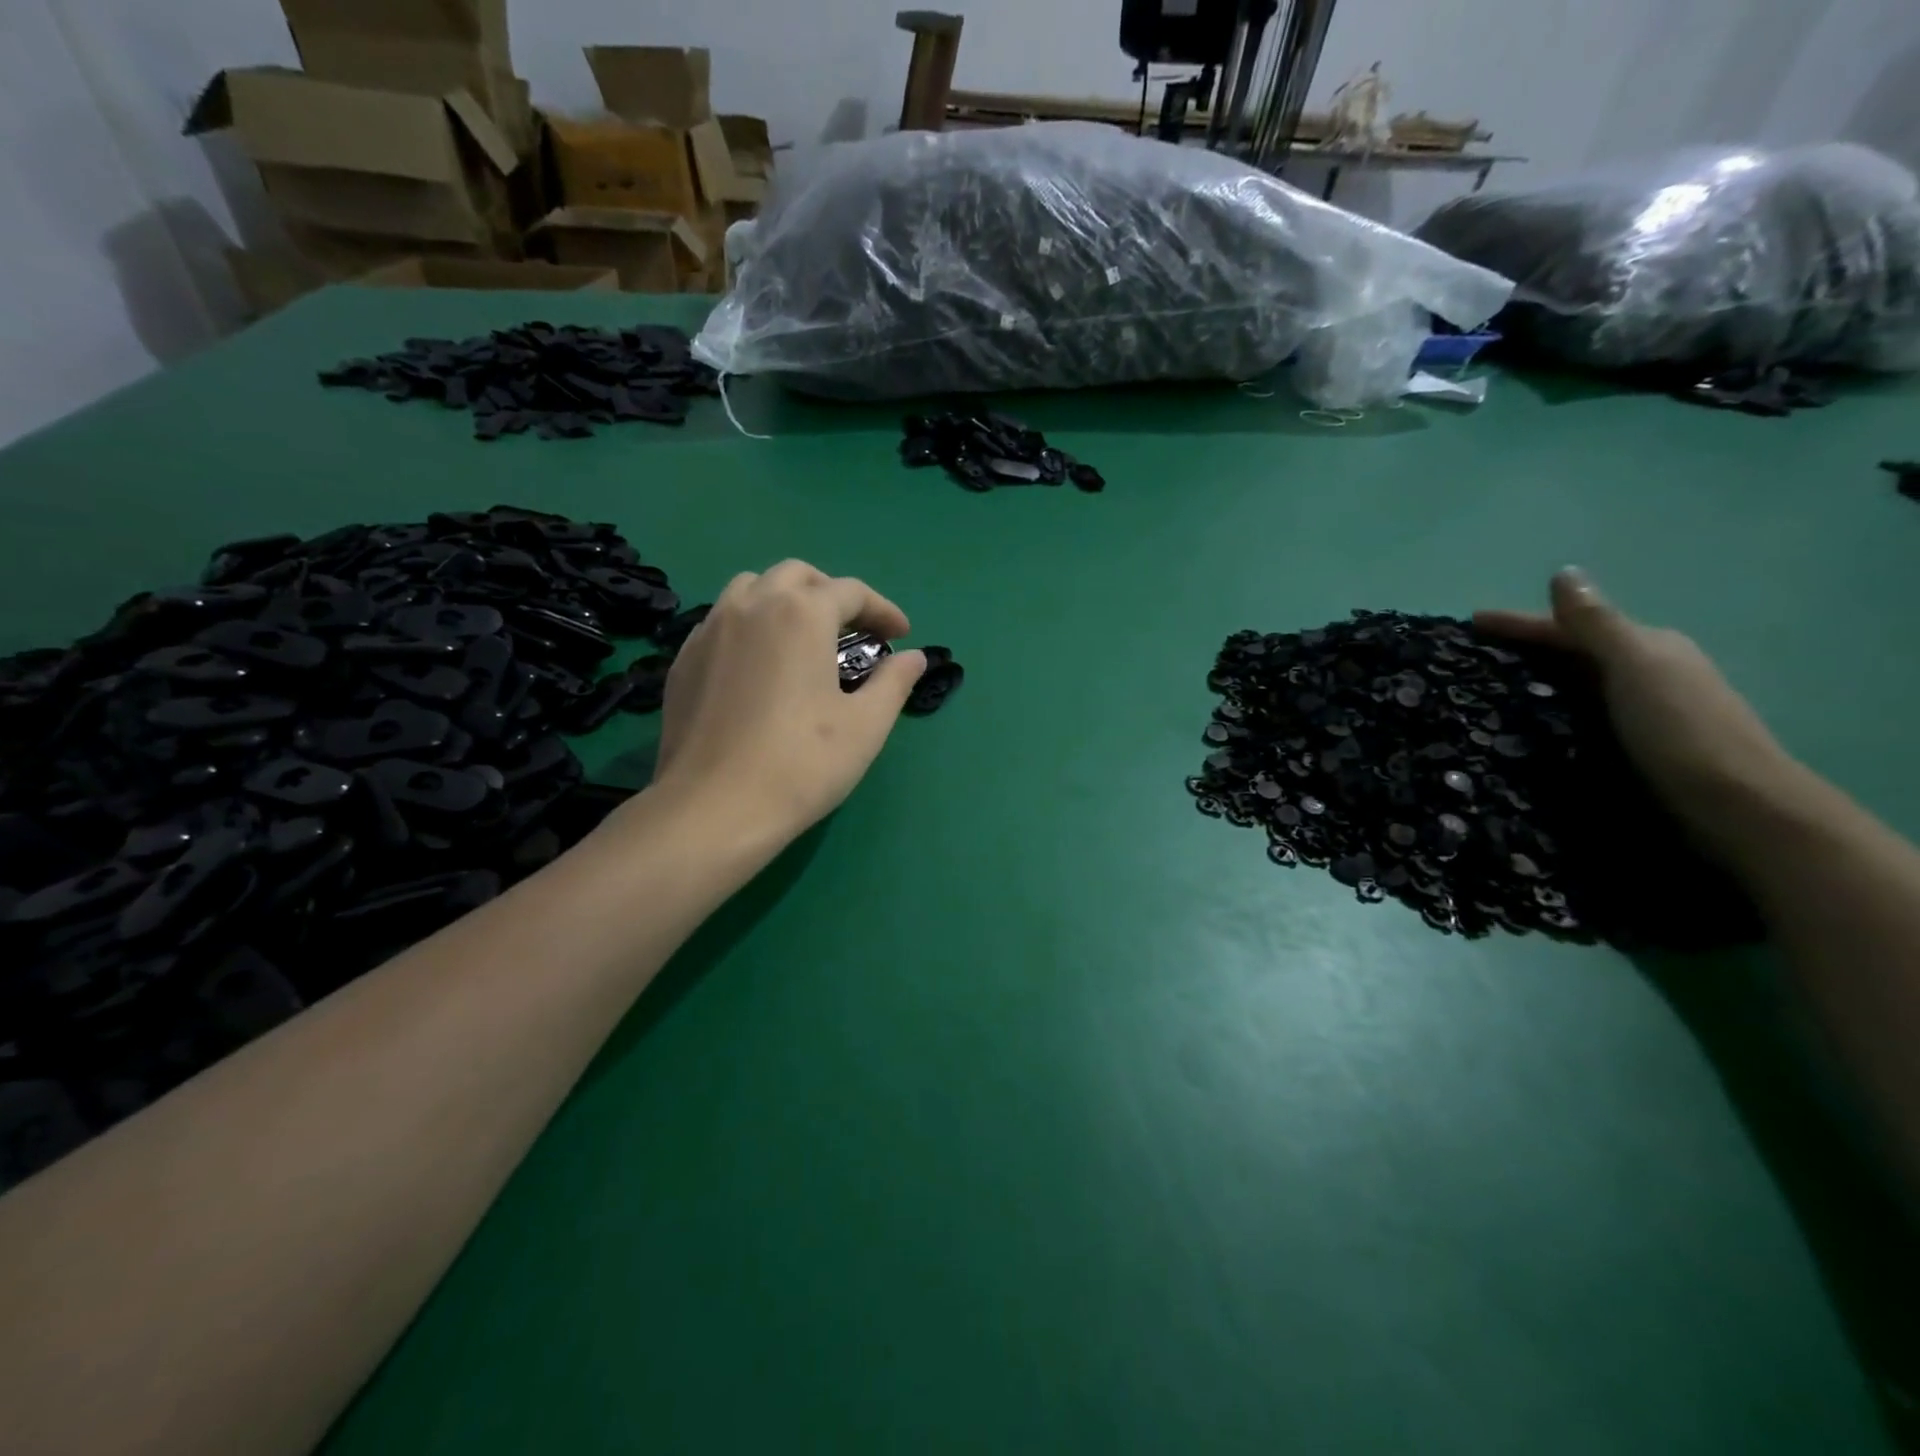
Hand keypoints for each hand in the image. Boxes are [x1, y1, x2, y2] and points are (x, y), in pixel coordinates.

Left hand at [644, 560, 926, 841]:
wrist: (715, 808)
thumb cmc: (802, 764)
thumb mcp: (865, 725)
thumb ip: (894, 682)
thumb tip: (914, 657)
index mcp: (801, 614)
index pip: (851, 592)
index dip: (883, 610)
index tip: (901, 635)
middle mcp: (752, 606)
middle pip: (797, 576)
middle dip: (832, 594)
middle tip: (854, 630)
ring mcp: (709, 629)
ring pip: (752, 589)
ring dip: (786, 600)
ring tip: (804, 639)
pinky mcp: (684, 659)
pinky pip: (722, 620)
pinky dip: (751, 625)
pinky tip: (760, 665)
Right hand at [1475, 569, 1795, 845]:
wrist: (1735, 806)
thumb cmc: (1680, 729)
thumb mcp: (1635, 666)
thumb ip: (1596, 623)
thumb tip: (1563, 572)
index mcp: (1647, 647)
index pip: (1571, 625)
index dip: (1520, 622)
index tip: (1469, 622)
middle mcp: (1645, 672)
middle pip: (1571, 653)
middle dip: (1521, 651)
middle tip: (1465, 660)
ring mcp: (1639, 711)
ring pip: (1572, 686)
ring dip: (1531, 684)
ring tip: (1478, 694)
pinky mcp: (1630, 746)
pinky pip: (1575, 717)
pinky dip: (1545, 714)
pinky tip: (1519, 727)